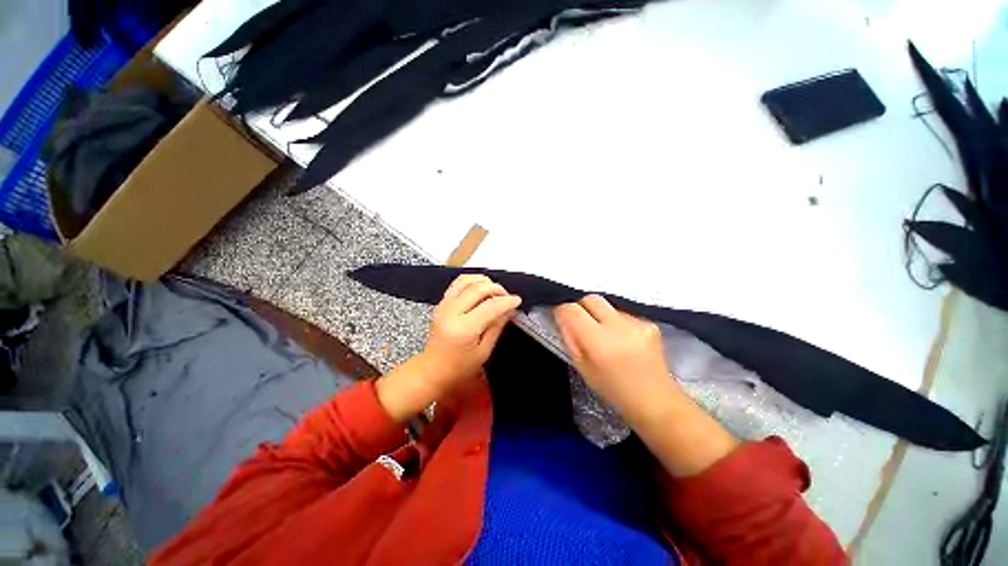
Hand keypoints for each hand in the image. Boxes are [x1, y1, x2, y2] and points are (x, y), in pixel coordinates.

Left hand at [377, 274, 520, 422]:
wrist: (433, 370)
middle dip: (497, 289)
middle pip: (478, 288)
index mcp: (463, 328)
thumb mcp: (483, 351)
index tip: (517, 301)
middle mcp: (451, 312)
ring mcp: (444, 305)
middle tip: (508, 297)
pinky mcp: (442, 303)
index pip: (490, 306)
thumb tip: (508, 310)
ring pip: (466, 280)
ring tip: (495, 291)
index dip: (507, 301)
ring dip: (484, 281)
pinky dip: (472, 281)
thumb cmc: (458, 368)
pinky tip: (480, 287)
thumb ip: (496, 327)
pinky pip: (457, 283)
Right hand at [554, 295, 673, 420]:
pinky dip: (615, 322)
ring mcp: (638, 324)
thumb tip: (563, 318)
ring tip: (603, 337)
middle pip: (591, 299)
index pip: (572, 310)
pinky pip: (622, 314)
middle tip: (579, 323)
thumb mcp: (582, 368)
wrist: (656, 402)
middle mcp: (620, 328)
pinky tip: (621, 340)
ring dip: (599, 316)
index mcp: (600, 343)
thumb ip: (570, 339)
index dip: (562, 311)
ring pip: (607, 306)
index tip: (559, 316)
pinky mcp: (650, 323)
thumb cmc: (614, 391)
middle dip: (580, 307)